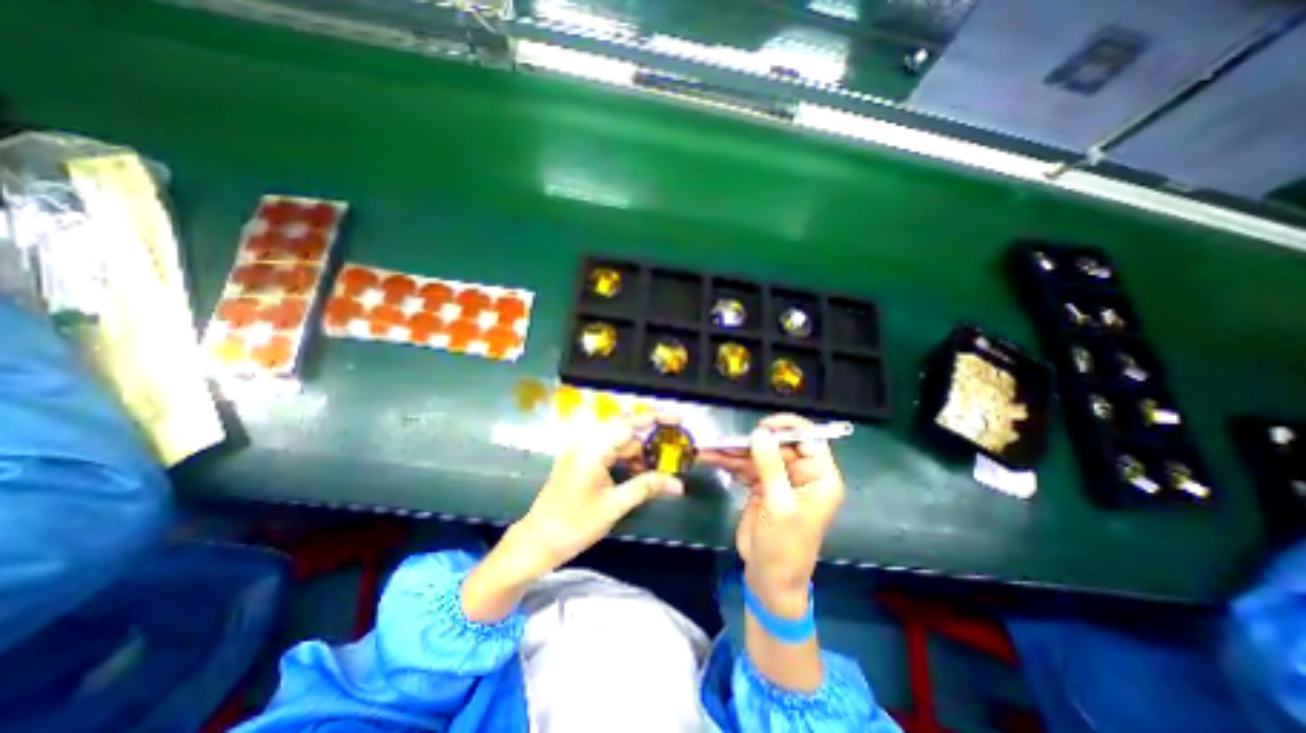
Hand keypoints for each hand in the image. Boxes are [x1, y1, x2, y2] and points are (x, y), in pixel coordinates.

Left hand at [512, 415, 683, 569]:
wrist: (537, 542)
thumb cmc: (574, 524)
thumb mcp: (614, 506)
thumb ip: (646, 487)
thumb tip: (677, 483)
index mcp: (593, 447)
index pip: (630, 423)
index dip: (656, 417)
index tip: (678, 418)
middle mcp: (587, 442)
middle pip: (626, 430)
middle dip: (651, 439)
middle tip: (674, 448)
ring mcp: (583, 451)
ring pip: (620, 443)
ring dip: (640, 453)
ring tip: (662, 467)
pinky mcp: (582, 461)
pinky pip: (610, 452)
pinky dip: (627, 460)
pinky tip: (641, 474)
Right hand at [706, 414, 846, 613]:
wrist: (768, 578)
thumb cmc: (784, 546)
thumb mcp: (779, 506)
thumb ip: (771, 467)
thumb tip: (760, 433)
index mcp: (819, 477)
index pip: (809, 440)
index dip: (787, 428)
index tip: (762, 426)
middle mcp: (801, 473)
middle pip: (777, 445)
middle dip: (750, 442)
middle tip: (724, 442)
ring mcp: (779, 479)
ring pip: (758, 454)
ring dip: (734, 451)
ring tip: (709, 449)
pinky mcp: (761, 485)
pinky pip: (746, 467)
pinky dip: (729, 463)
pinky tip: (712, 458)